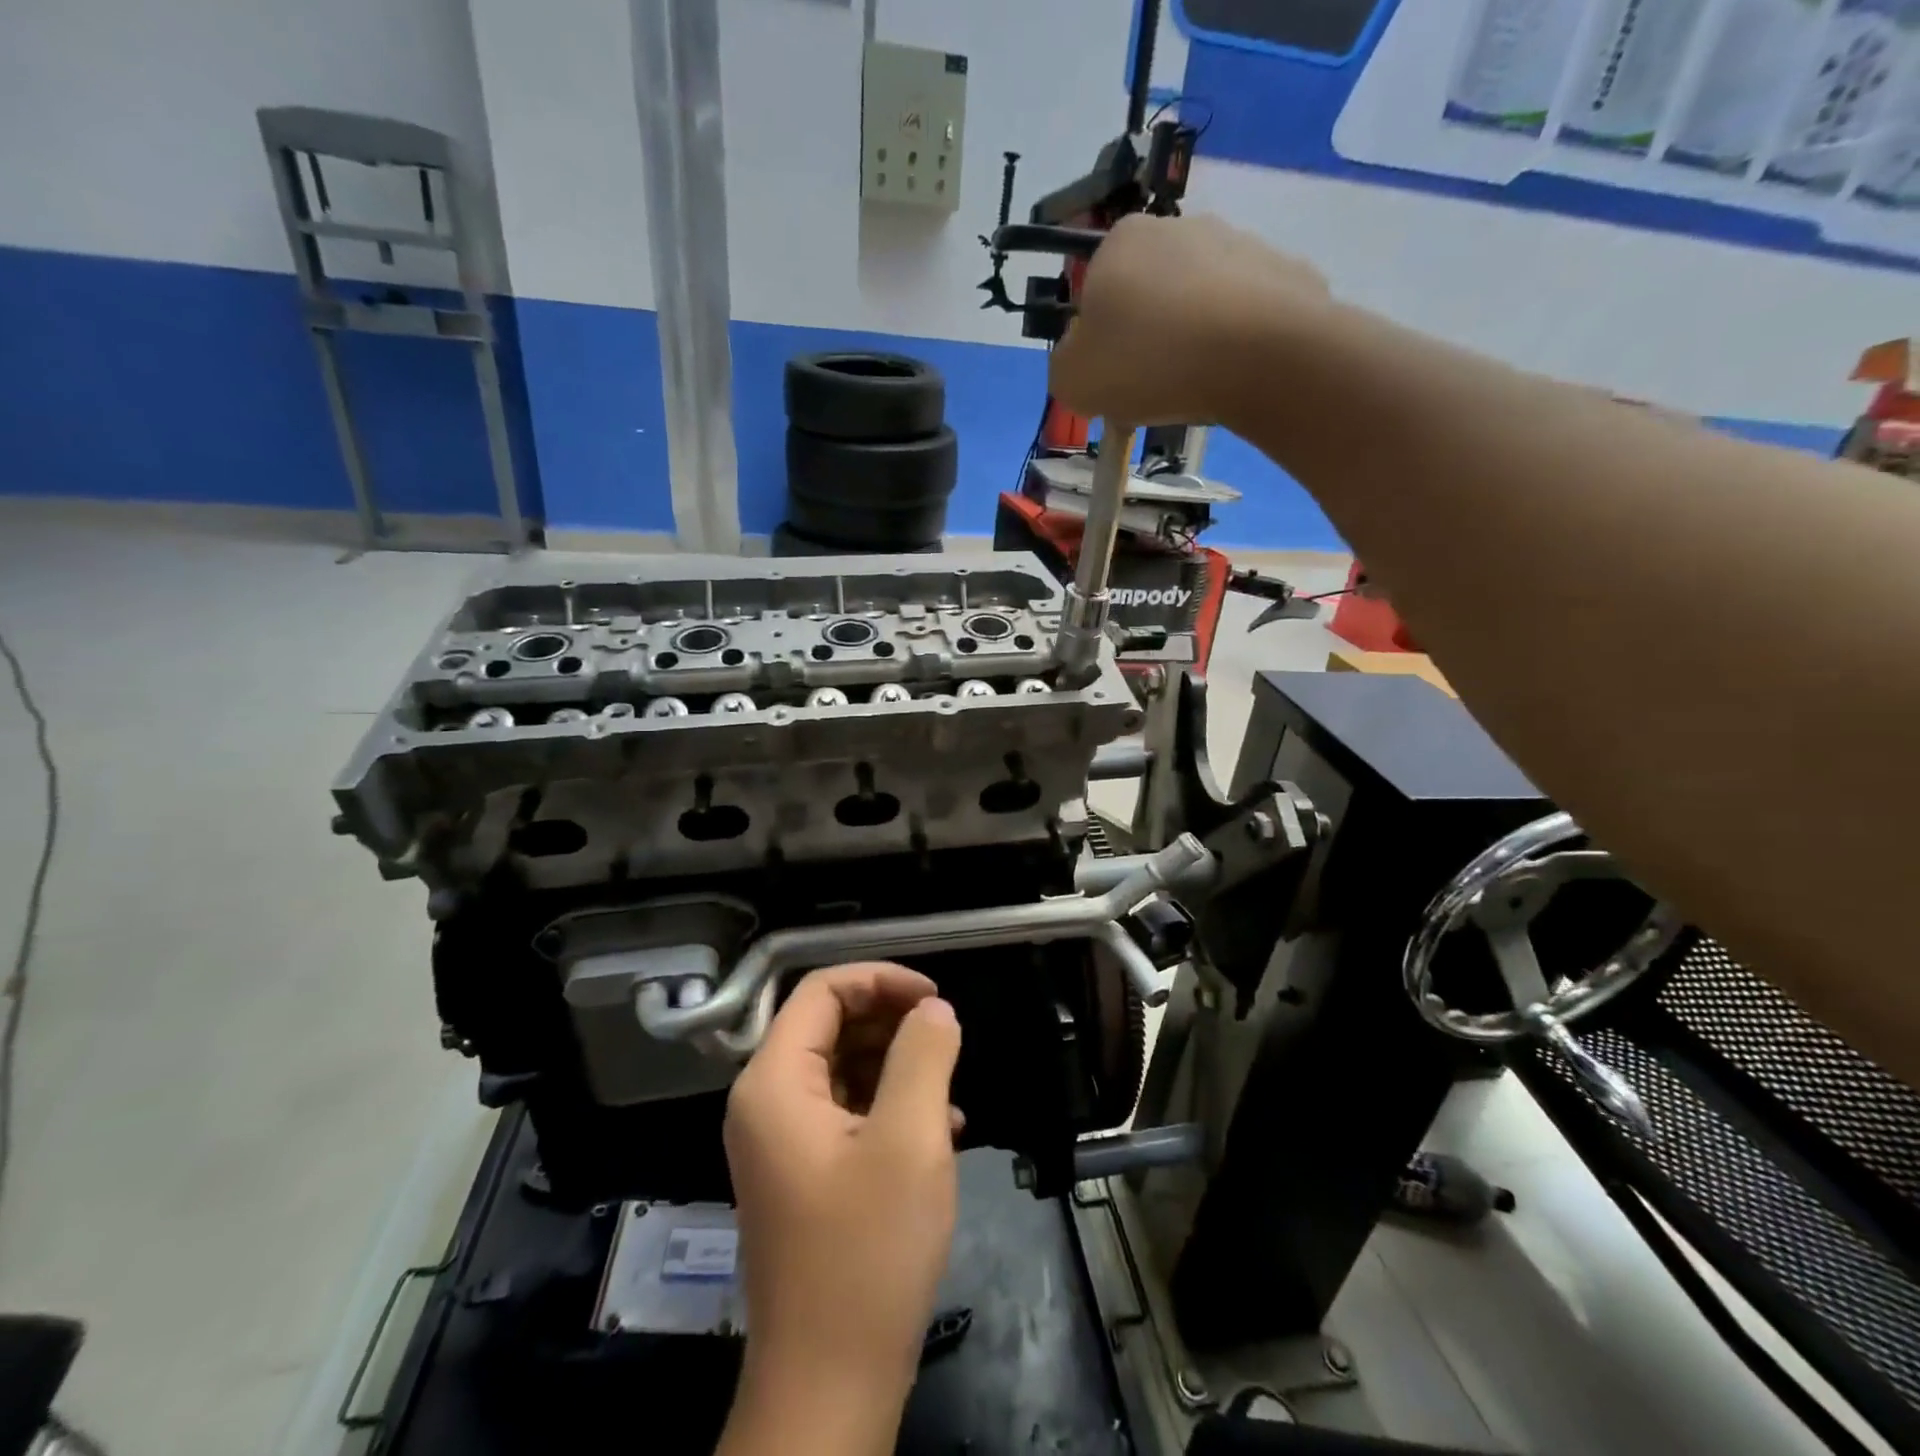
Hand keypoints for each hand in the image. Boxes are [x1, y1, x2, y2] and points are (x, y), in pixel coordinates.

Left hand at [721, 963, 962, 1450]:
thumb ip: (923, 1056)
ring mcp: (782, 1140)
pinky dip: (889, 1104)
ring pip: (841, 1066)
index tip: (935, 997)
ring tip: (949, 1086)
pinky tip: (941, 1126)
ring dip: (896, 1064)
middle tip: (946, 1036)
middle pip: (828, 1023)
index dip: (880, 979)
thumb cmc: (867, 1254)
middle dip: (891, 1021)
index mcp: (774, 1082)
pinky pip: (845, 1109)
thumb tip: (933, 1009)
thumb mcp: (910, 1141)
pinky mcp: (803, 1171)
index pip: (821, 990)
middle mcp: (766, 1101)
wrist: (830, 1386)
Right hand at [1049, 212, 1330, 427]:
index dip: (1099, 341)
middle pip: (1149, 295)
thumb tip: (1080, 357)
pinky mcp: (1283, 271)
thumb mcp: (1073, 381)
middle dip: (1148, 337)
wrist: (1261, 355)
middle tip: (1151, 388)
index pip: (1094, 292)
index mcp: (1121, 241)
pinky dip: (1237, 344)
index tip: (1110, 378)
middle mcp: (1179, 227)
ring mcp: (1238, 243)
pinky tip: (1235, 375)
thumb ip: (1064, 366)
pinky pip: (1246, 316)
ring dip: (1193, 339)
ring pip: (1199, 303)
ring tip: (1197, 386)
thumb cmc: (1150, 362)